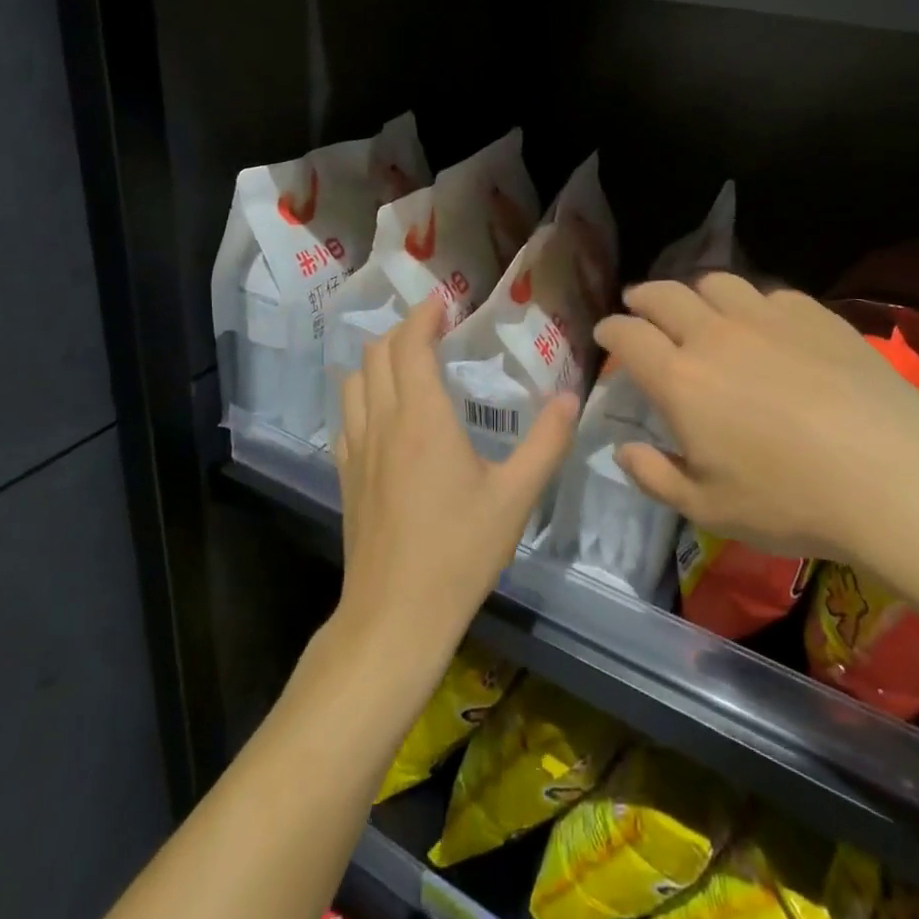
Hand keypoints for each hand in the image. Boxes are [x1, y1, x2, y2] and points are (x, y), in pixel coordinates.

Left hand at [334, 295, 579, 668]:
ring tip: (408, 361)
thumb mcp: (516, 497)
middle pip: (377, 353)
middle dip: (403, 330)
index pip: (410, 344)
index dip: (423, 315)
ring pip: (355, 380)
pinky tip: (385, 413)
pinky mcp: (347, 474)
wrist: (395, 615)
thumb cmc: (459, 552)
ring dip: (379, 359)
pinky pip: (348, 414)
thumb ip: (547, 443)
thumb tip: (571, 397)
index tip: (443, 302)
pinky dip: (364, 394)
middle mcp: (383, 421)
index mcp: (422, 417)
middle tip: (434, 328)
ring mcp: (357, 448)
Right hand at [596, 273, 918, 592]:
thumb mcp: (709, 509)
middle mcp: (714, 335)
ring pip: (715, 282)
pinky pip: (769, 293)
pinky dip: (752, 303)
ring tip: (699, 307)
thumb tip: (623, 450)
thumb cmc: (792, 501)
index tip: (606, 333)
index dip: (610, 329)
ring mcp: (765, 317)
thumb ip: (655, 476)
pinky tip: (764, 323)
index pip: (628, 335)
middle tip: (638, 305)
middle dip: (642, 297)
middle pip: (664, 295)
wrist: (895, 475)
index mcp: (680, 379)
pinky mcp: (813, 314)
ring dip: (695, 291)